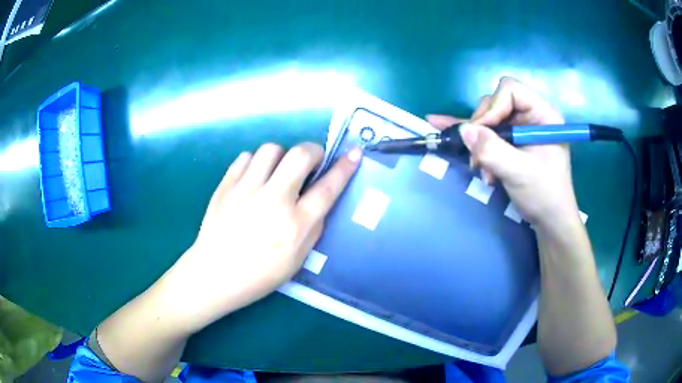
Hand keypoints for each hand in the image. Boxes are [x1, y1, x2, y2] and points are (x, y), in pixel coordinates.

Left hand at [161, 143, 361, 331]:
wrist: (215, 274)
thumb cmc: (259, 274)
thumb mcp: (298, 260)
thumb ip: (313, 227)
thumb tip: (319, 199)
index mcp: (295, 225)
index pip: (328, 188)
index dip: (345, 168)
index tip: (355, 153)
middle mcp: (273, 201)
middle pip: (300, 155)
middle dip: (313, 151)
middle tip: (312, 161)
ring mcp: (246, 189)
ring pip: (271, 149)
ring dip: (282, 156)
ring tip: (279, 171)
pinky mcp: (226, 185)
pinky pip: (246, 157)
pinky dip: (256, 162)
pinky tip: (255, 178)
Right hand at [427, 77, 579, 230]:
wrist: (549, 221)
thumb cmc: (544, 195)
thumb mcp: (520, 173)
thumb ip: (493, 150)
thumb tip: (464, 130)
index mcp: (543, 115)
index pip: (511, 91)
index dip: (493, 107)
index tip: (483, 134)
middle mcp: (530, 116)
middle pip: (495, 103)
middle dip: (483, 128)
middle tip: (478, 156)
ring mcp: (519, 129)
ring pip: (488, 119)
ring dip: (479, 142)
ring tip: (480, 167)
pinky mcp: (510, 141)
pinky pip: (486, 131)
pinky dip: (471, 137)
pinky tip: (444, 128)